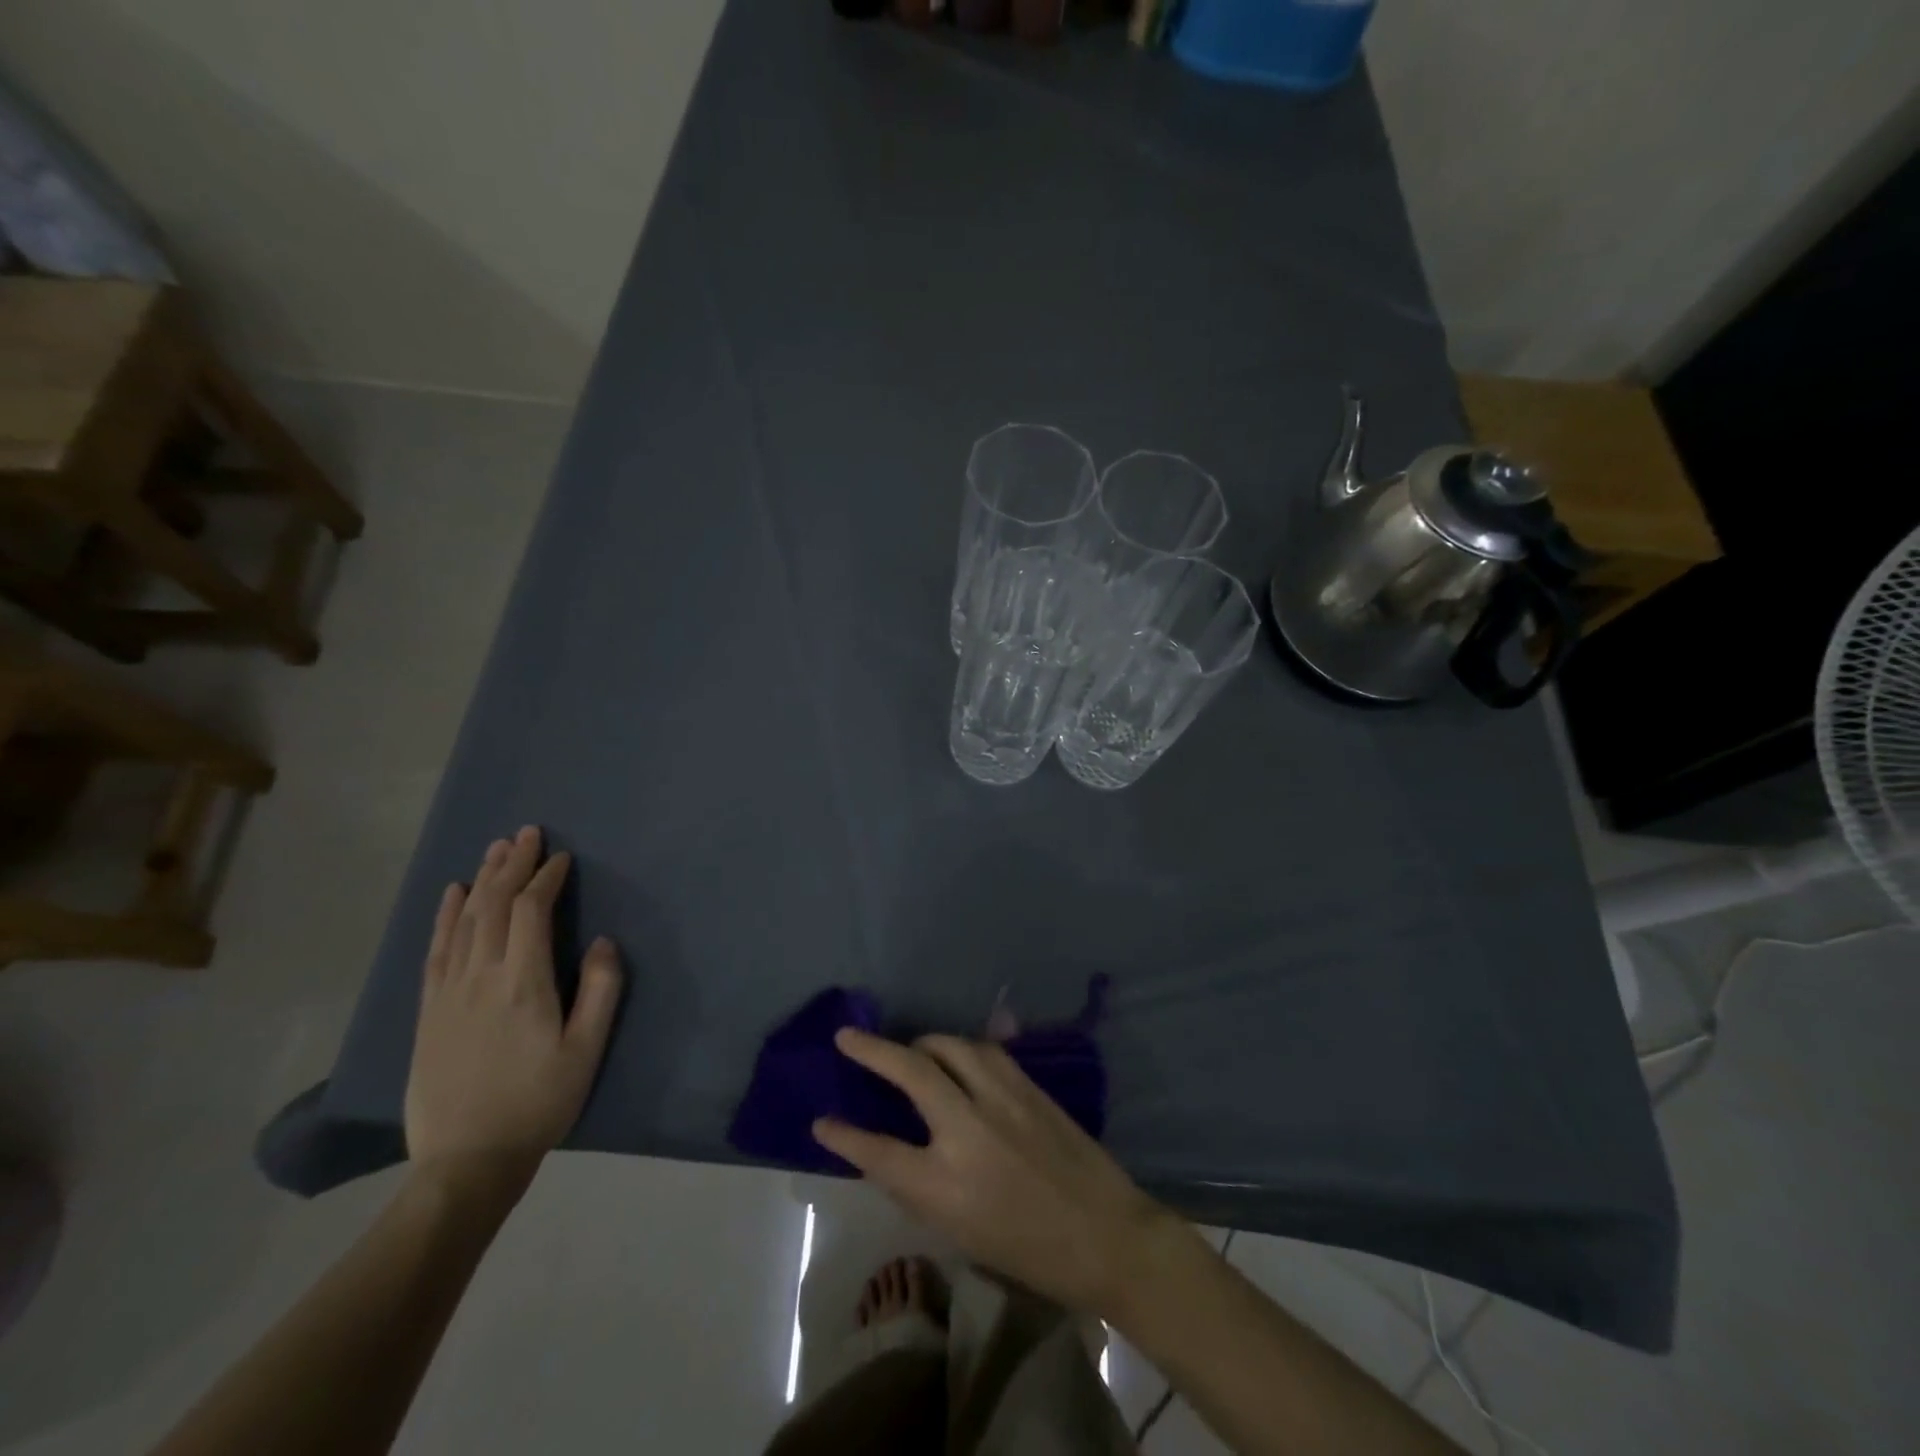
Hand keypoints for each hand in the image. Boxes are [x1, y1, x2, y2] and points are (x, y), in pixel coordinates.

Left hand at [405, 827, 621, 1199]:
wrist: (465, 1161)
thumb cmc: (538, 1103)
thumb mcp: (586, 1051)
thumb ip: (601, 991)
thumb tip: (603, 942)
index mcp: (522, 983)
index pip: (530, 912)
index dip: (545, 879)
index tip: (561, 858)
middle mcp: (480, 976)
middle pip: (493, 905)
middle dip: (512, 865)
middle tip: (526, 834)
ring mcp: (448, 992)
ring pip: (463, 920)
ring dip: (481, 880)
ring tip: (496, 850)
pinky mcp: (428, 1010)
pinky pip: (435, 949)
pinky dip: (444, 916)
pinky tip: (452, 894)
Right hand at [813, 1029, 1176, 1315]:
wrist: (1105, 1235)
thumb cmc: (1029, 1251)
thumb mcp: (960, 1232)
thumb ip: (921, 1186)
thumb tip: (892, 1149)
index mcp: (944, 1185)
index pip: (878, 1151)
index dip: (844, 1136)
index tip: (821, 1121)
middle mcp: (968, 1131)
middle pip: (910, 1071)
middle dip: (871, 1050)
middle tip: (848, 1036)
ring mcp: (1002, 1100)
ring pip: (950, 1046)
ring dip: (922, 1043)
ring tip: (910, 1050)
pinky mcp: (1029, 1086)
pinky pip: (985, 1051)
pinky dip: (961, 1050)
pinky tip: (956, 1057)